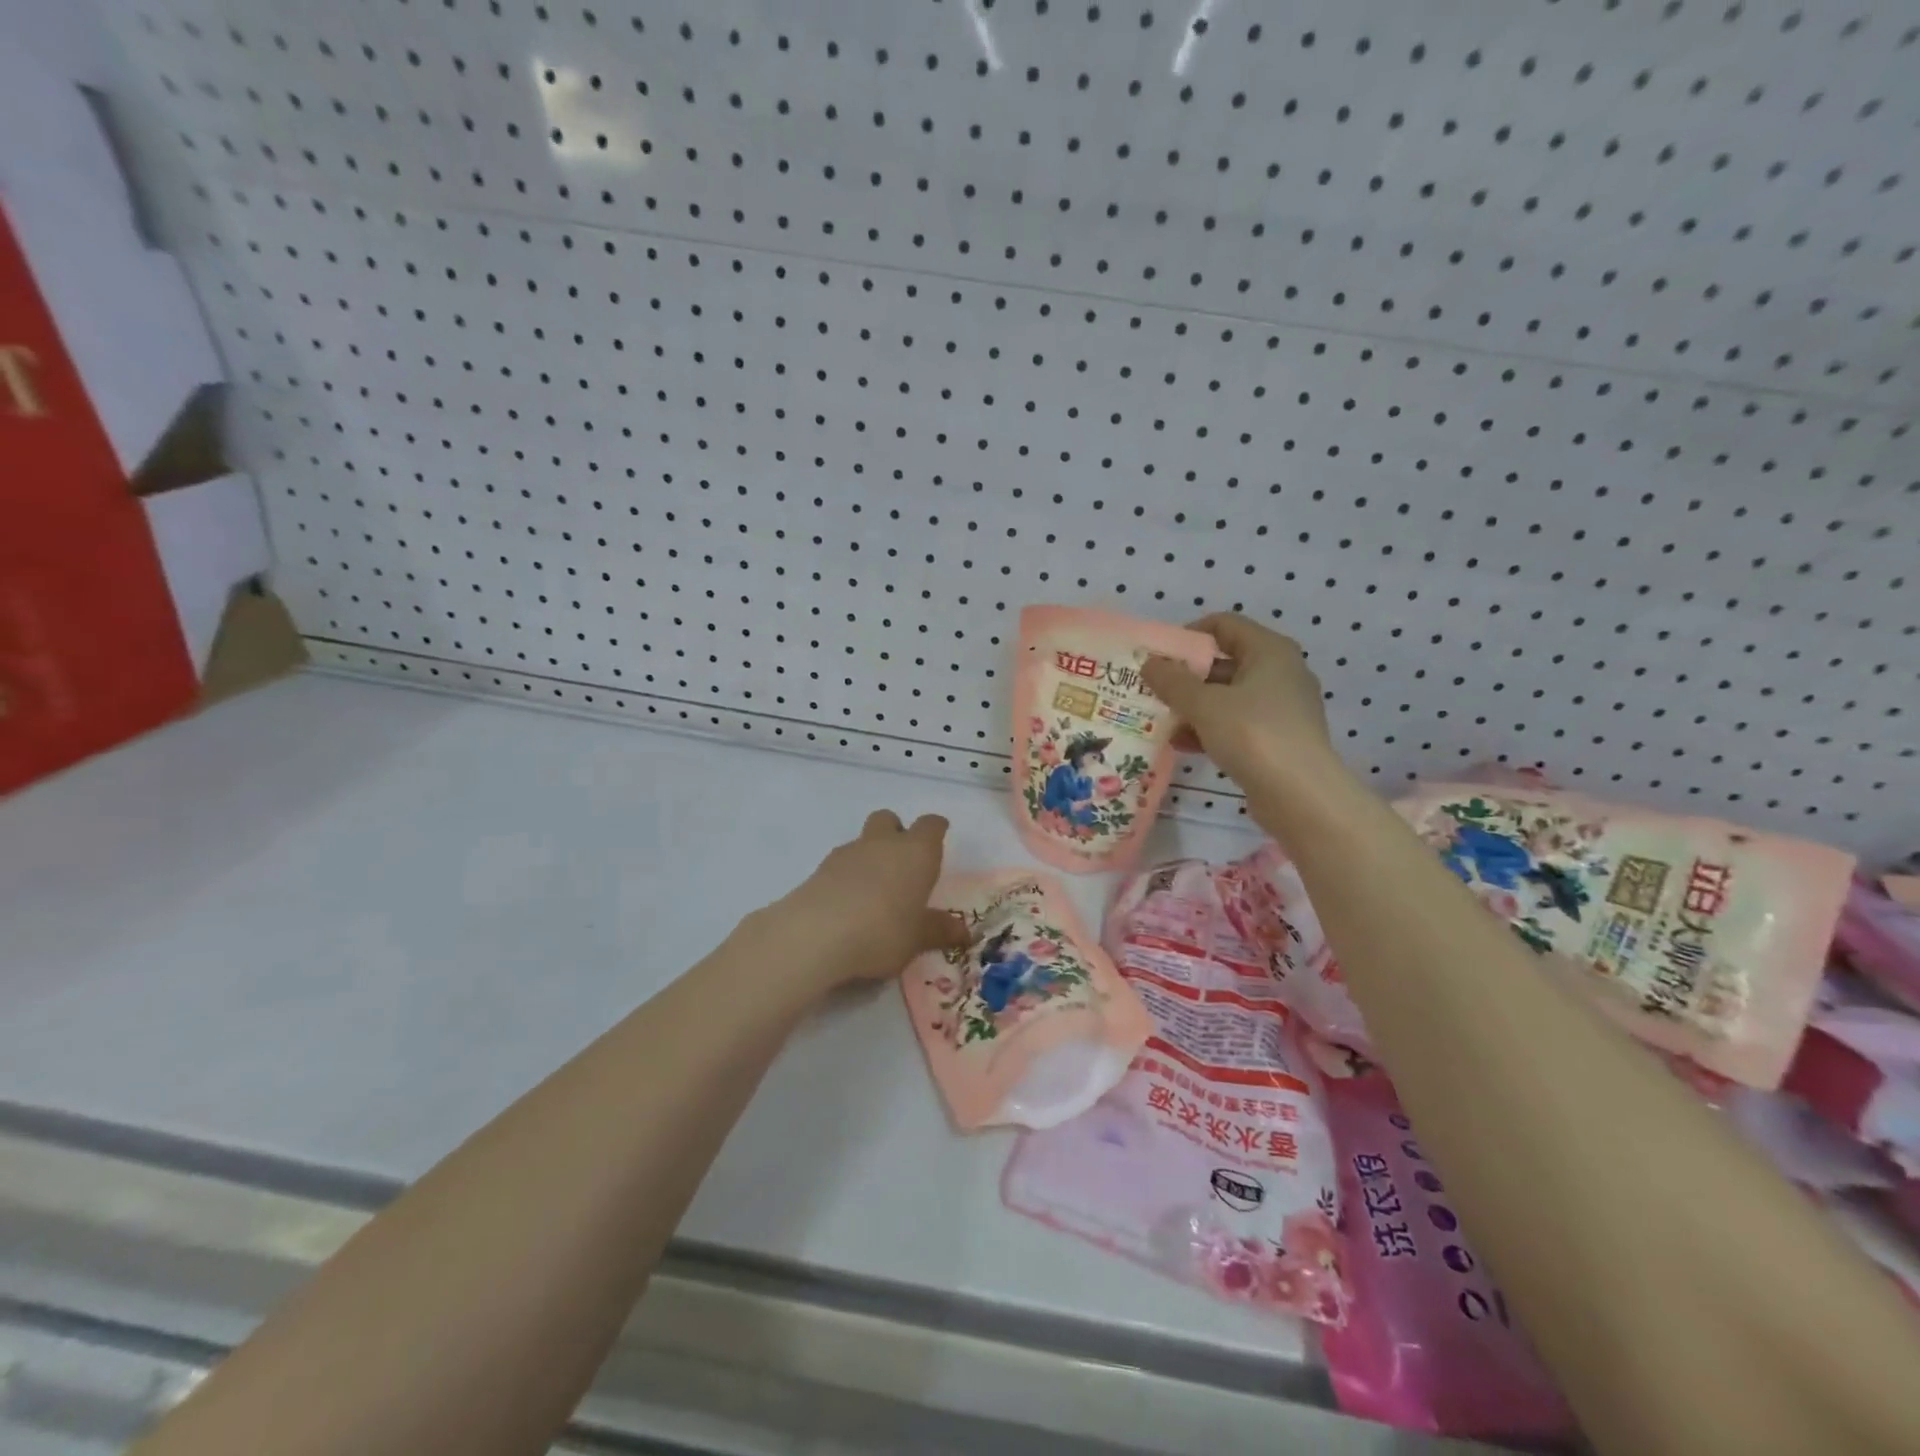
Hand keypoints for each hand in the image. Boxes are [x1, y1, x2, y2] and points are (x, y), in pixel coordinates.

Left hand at [762, 810, 968, 991]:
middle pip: (889, 820)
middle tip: (903, 862)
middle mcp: (883, 843)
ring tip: (874, 892)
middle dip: (896, 832)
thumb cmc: (882, 930)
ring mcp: (847, 853)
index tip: (939, 836)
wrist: (815, 935)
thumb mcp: (917, 938)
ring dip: (870, 856)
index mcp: (916, 852)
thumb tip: (963, 931)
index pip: (930, 825)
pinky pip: (841, 863)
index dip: (935, 829)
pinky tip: (848, 904)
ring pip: (863, 840)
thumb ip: (939, 930)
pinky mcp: (819, 869)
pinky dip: (848, 876)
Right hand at [1142, 614, 1339, 798]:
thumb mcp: (1203, 704)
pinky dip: (1210, 729)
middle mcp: (1281, 672)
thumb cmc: (1252, 734)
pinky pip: (1237, 724)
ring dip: (1194, 706)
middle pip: (1225, 662)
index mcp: (1270, 651)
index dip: (1189, 634)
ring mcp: (1282, 708)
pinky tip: (1182, 745)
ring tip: (1161, 719)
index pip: (1225, 624)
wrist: (1300, 795)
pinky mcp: (1278, 739)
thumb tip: (1149, 663)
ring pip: (1229, 697)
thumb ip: (1172, 681)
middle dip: (1187, 676)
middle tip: (1153, 689)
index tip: (1160, 655)